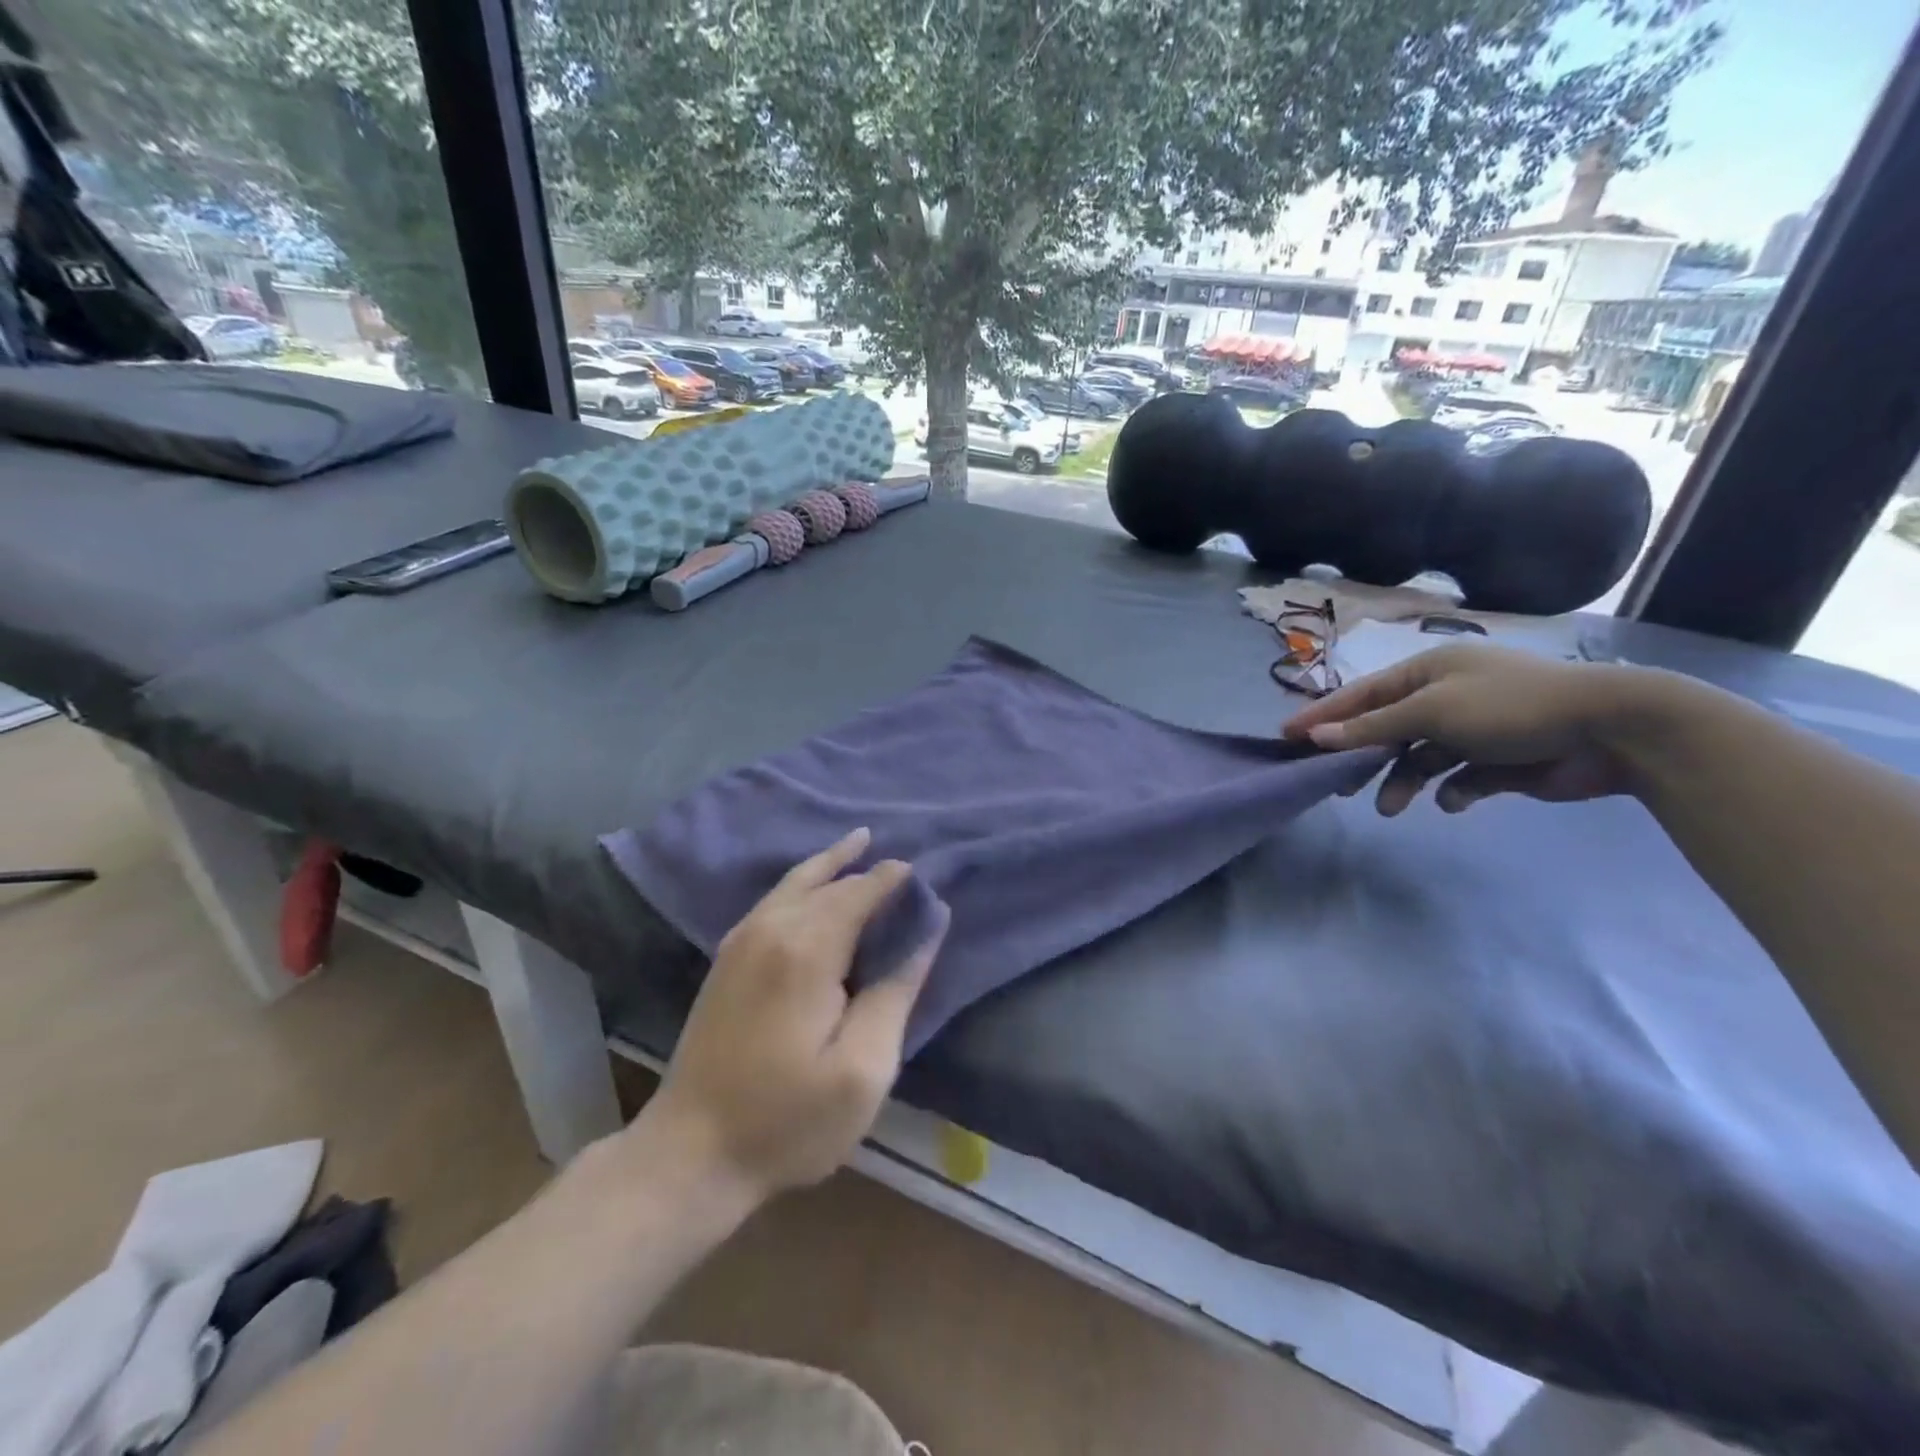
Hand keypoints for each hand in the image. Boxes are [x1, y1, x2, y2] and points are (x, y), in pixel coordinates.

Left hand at [645, 828, 948, 1204]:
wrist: (689, 1154)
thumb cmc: (788, 1119)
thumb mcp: (863, 1068)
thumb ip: (897, 990)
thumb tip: (928, 928)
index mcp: (807, 948)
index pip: (861, 892)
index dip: (895, 879)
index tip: (924, 875)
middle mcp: (771, 927)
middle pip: (829, 882)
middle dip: (868, 869)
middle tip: (903, 864)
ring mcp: (741, 940)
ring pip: (795, 882)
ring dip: (831, 862)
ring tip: (861, 842)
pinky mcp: (726, 958)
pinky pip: (775, 899)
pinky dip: (802, 882)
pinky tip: (814, 886)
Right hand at [1283, 642, 1657, 815]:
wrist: (1612, 729)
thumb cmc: (1509, 707)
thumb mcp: (1432, 712)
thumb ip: (1373, 727)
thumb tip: (1318, 737)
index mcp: (1430, 672)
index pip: (1362, 695)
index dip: (1324, 716)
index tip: (1287, 737)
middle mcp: (1448, 696)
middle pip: (1388, 728)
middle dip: (1364, 756)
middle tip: (1336, 784)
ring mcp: (1475, 729)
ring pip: (1420, 758)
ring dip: (1403, 781)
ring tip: (1391, 808)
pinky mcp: (1501, 760)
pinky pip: (1460, 778)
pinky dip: (1453, 790)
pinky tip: (1455, 801)